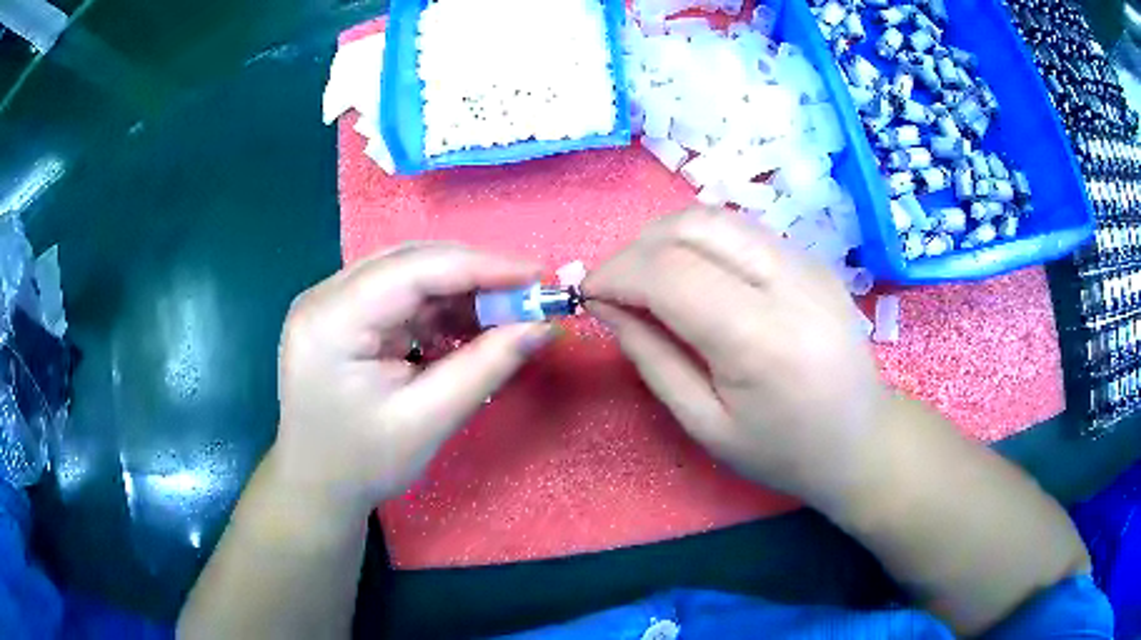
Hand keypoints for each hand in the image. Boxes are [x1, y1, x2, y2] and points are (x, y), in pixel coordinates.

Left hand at [272, 244, 554, 518]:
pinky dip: (439, 307)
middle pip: (409, 262)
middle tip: (528, 295)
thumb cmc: (363, 463)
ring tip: (506, 313)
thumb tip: (543, 326)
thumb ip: (485, 367)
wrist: (316, 486)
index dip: (480, 266)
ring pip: (407, 273)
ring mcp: (330, 302)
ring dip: (459, 290)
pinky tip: (469, 325)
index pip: (412, 270)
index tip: (537, 277)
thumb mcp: (428, 421)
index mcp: (331, 321)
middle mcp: (324, 296)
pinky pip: (399, 295)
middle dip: (473, 275)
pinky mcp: (342, 314)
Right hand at [583, 208, 888, 502]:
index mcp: (761, 339)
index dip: (616, 274)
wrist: (861, 440)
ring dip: (667, 238)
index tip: (588, 294)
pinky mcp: (814, 259)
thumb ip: (652, 358)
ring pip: (717, 217)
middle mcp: (789, 283)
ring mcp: (808, 263)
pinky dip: (702, 242)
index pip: (670, 272)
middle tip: (616, 287)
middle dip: (637, 247)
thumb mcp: (705, 425)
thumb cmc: (782, 452)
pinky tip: (695, 277)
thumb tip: (607, 306)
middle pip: (693, 225)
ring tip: (648, 279)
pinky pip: (743, 230)